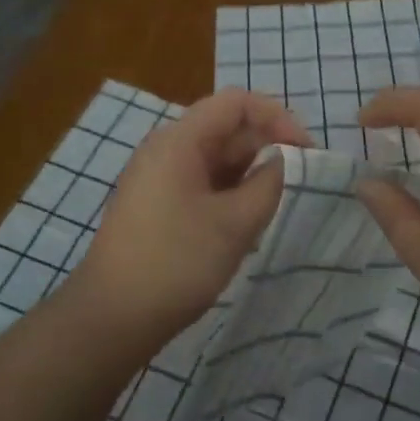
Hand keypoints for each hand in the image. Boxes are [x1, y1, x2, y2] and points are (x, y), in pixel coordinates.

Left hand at [71, 89, 311, 348]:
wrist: (112, 317)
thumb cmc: (176, 262)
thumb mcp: (236, 223)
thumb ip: (269, 183)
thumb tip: (281, 161)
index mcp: (179, 140)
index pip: (236, 103)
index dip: (277, 117)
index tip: (307, 150)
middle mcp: (166, 149)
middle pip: (225, 129)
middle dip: (266, 147)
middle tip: (297, 183)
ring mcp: (158, 178)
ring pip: (215, 160)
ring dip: (249, 175)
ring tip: (273, 207)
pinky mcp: (157, 205)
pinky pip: (202, 184)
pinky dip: (229, 194)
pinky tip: (245, 224)